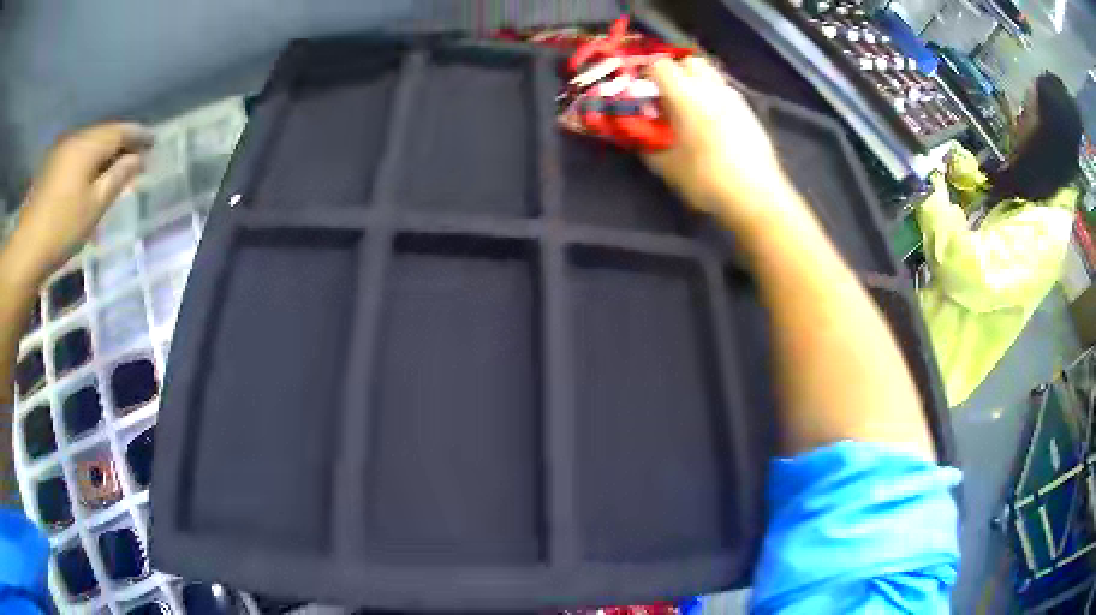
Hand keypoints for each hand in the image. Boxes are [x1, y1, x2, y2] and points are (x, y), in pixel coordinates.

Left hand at [10, 122, 151, 284]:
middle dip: (121, 142)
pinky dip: (90, 159)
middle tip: (136, 155)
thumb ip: (118, 177)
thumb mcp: (95, 206)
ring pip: (90, 143)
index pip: (120, 131)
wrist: (27, 249)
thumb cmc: (62, 228)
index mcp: (88, 145)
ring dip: (104, 152)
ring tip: (115, 165)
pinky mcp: (52, 166)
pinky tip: (92, 174)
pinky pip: (78, 154)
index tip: (153, 142)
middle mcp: (76, 139)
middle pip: (104, 134)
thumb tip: (137, 159)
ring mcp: (61, 151)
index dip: (138, 135)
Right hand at [642, 57, 797, 227]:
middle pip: (689, 61)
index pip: (660, 65)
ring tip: (690, 110)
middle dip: (676, 71)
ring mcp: (734, 98)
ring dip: (697, 84)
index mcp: (686, 96)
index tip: (643, 91)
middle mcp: (711, 88)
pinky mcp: (750, 112)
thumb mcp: (667, 167)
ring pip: (711, 75)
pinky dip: (714, 98)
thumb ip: (647, 145)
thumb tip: (637, 136)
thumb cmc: (708, 180)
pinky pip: (726, 93)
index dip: (647, 73)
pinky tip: (713, 124)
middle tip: (667, 95)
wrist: (757, 197)